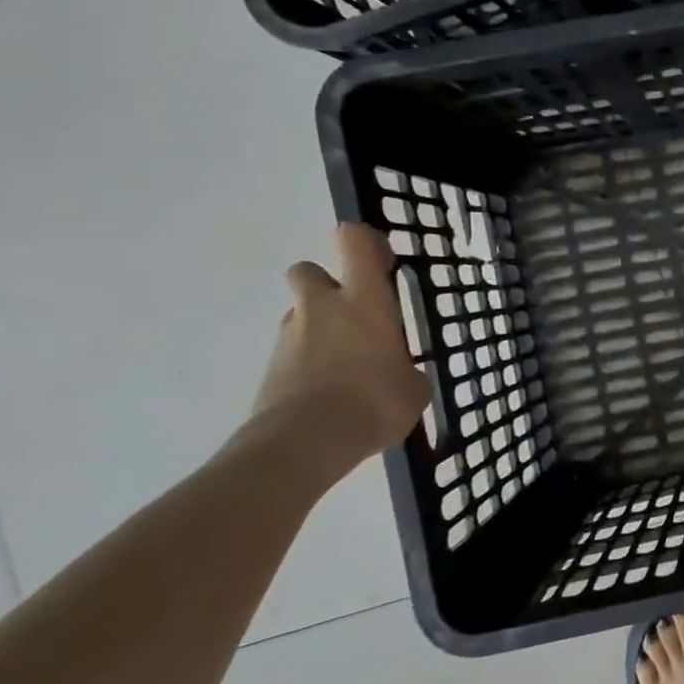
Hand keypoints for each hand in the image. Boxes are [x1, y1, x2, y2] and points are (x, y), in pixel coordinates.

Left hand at [253, 223, 429, 461]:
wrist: (305, 442)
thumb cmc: (375, 402)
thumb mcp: (414, 387)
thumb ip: (406, 369)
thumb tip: (399, 373)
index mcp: (364, 300)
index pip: (354, 241)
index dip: (366, 243)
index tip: (383, 263)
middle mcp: (322, 307)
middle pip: (309, 270)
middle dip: (327, 284)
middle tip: (354, 314)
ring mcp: (290, 336)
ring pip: (301, 314)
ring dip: (319, 327)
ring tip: (347, 364)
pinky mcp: (270, 368)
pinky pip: (293, 352)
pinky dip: (308, 363)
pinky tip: (331, 393)